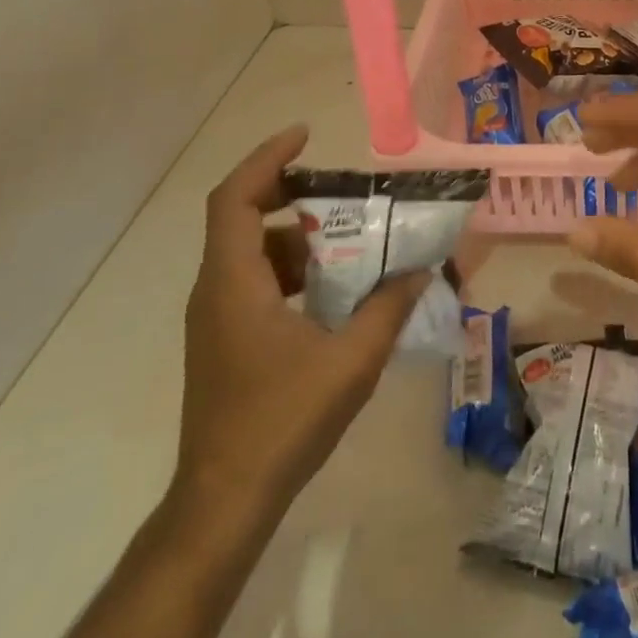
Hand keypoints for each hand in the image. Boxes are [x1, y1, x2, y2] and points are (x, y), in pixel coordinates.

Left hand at [176, 125, 427, 523]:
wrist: (224, 502)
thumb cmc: (282, 421)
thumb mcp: (351, 360)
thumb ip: (389, 307)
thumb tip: (421, 269)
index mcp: (234, 282)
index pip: (234, 198)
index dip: (266, 158)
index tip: (305, 135)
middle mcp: (216, 290)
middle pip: (240, 215)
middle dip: (288, 191)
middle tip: (336, 187)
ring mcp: (216, 317)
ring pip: (251, 250)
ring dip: (296, 234)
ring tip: (347, 238)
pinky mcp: (224, 339)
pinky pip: (254, 280)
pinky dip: (291, 267)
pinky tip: (333, 288)